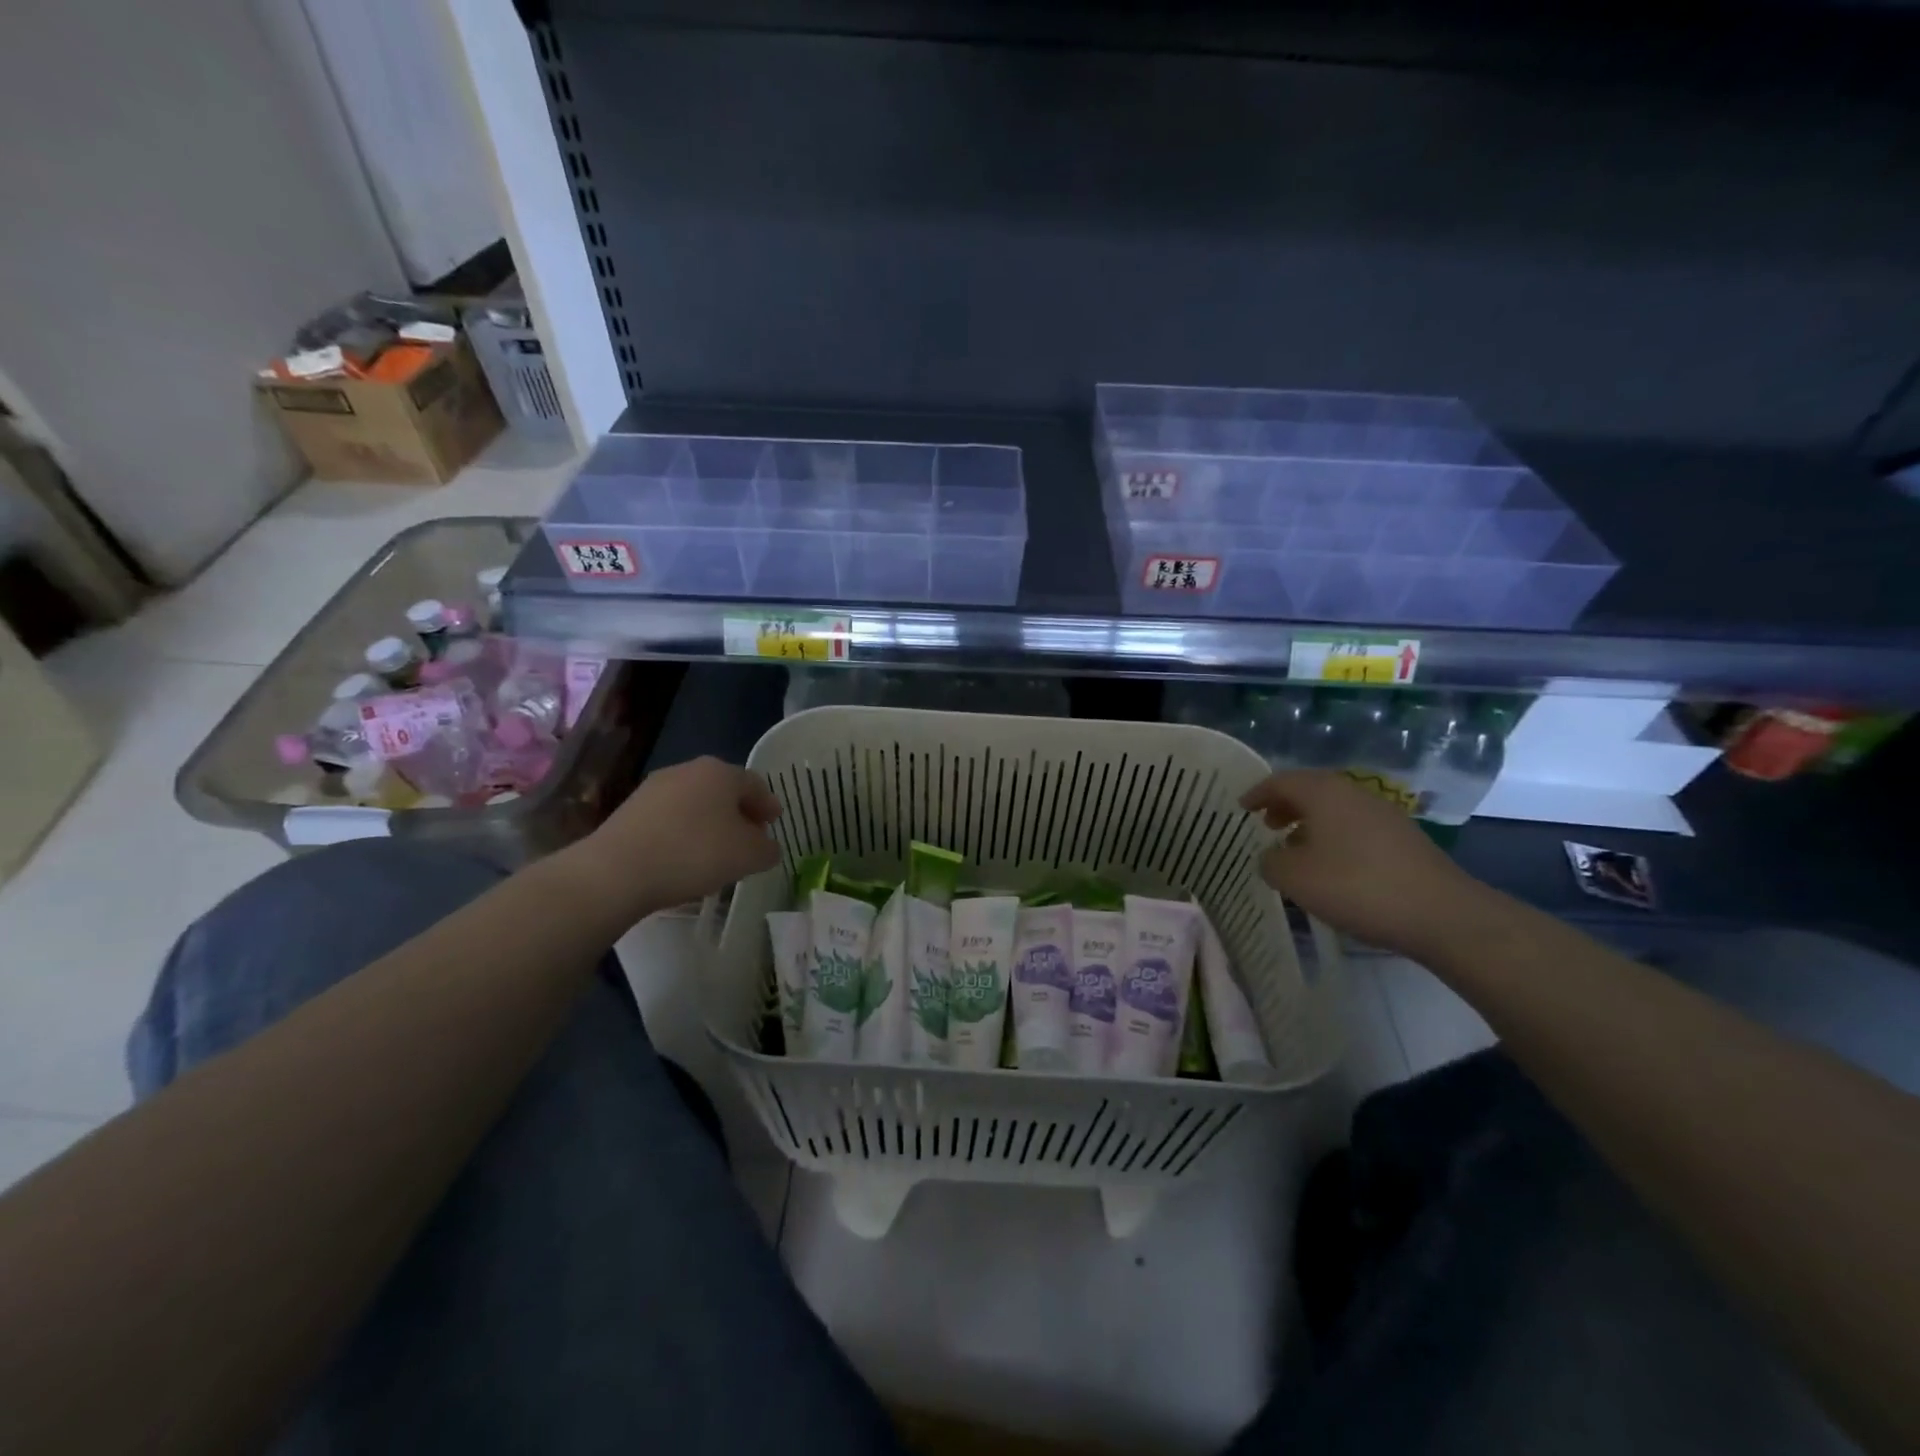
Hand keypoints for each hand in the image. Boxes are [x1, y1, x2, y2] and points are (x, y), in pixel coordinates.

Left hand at [576, 756, 781, 916]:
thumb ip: (767, 849)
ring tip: (716, 853)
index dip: (769, 805)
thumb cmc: (695, 854)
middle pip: (723, 791)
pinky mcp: (629, 810)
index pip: (755, 784)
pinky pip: (670, 819)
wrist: (617, 871)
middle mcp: (688, 770)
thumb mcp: (749, 856)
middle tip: (749, 839)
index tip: (774, 824)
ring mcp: (654, 788)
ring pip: (695, 804)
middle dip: (739, 814)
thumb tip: (766, 847)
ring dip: (710, 824)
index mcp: (721, 772)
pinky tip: (684, 858)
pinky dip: (683, 833)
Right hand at [1240, 770, 1493, 956]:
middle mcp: (1354, 794)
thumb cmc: (1357, 886)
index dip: (1258, 793)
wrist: (1441, 913)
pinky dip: (1334, 836)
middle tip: (1266, 824)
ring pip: (1335, 809)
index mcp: (1324, 793)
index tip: (1242, 807)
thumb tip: (1272, 856)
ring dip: (1310, 822)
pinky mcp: (1404, 838)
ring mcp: (1384, 814)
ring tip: (1294, 847)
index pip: (1282, 781)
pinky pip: (1355, 826)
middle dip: (1285, 805)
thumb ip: (1271, 862)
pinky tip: (1331, 865)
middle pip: (1311, 790)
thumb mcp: (1295, 878)